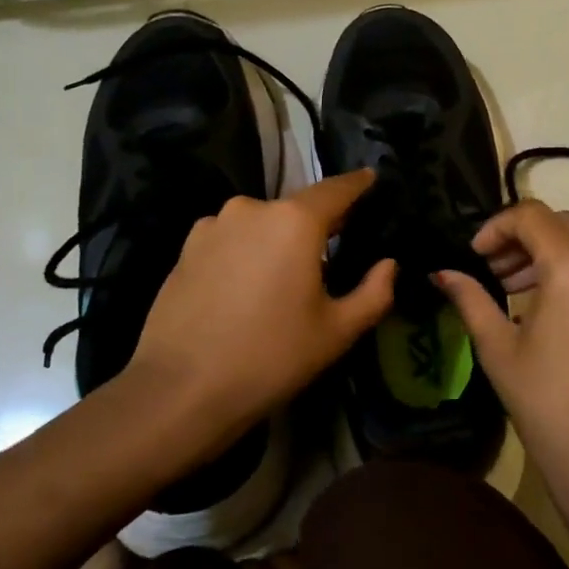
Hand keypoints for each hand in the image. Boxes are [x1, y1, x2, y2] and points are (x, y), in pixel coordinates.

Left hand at [128, 170, 396, 455]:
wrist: (180, 390)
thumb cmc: (270, 357)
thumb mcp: (336, 332)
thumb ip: (374, 292)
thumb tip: (388, 265)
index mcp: (295, 221)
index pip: (336, 189)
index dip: (358, 184)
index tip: (372, 178)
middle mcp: (252, 209)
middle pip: (296, 209)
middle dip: (317, 224)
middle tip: (333, 251)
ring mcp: (213, 225)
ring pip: (261, 224)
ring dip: (277, 240)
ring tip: (283, 278)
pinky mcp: (186, 247)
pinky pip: (231, 239)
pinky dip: (246, 252)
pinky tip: (244, 288)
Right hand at [434, 201, 568, 543]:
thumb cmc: (548, 407)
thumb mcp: (499, 349)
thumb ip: (470, 299)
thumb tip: (442, 274)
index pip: (532, 216)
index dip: (496, 227)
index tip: (475, 256)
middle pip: (562, 224)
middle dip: (523, 238)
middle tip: (493, 271)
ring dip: (549, 255)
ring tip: (517, 292)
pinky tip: (552, 313)